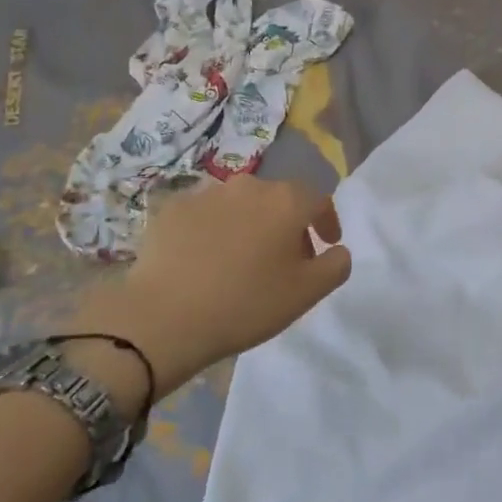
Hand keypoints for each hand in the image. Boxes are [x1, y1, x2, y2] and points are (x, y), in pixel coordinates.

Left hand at [74, 176, 351, 394]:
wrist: (164, 316)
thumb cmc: (246, 303)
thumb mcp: (307, 293)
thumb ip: (336, 265)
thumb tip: (337, 249)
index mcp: (286, 201)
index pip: (319, 200)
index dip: (326, 222)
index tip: (326, 245)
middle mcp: (249, 185)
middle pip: (279, 199)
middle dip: (288, 224)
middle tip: (285, 259)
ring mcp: (206, 194)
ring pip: (240, 205)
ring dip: (250, 225)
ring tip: (242, 260)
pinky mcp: (172, 209)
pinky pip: (205, 215)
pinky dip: (214, 231)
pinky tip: (206, 260)